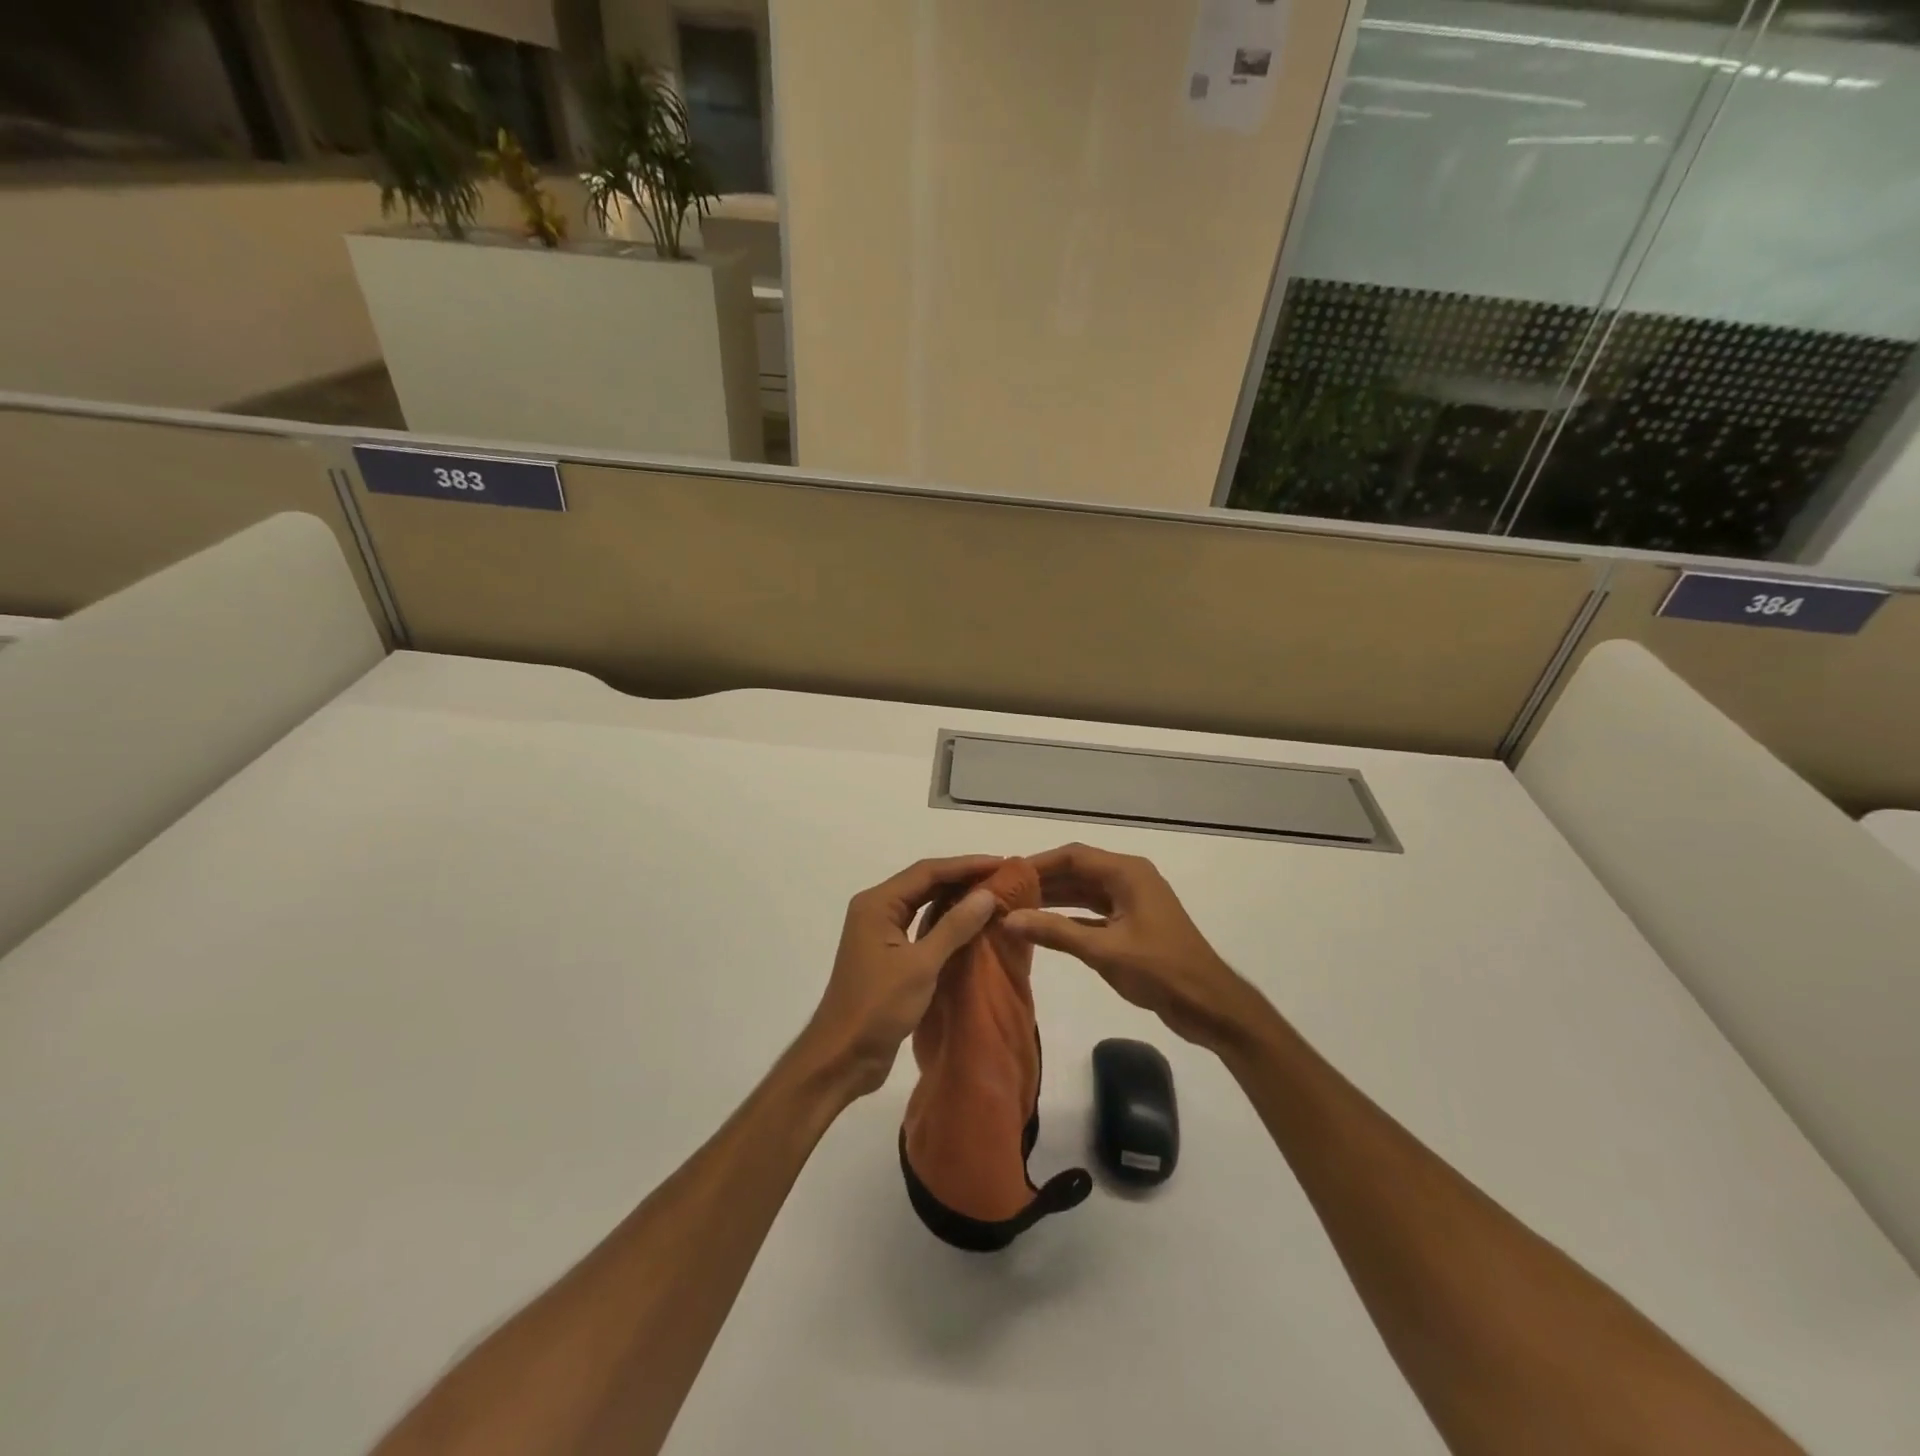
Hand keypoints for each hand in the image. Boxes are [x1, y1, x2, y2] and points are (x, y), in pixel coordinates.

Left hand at [798, 856, 1002, 1098]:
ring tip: (991, 896)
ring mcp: (880, 934)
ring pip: (922, 904)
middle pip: (924, 883)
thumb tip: (986, 894)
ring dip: (954, 899)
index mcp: (877, 904)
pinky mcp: (888, 956)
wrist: (842, 1057)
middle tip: (1001, 878)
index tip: (1001, 863)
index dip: (965, 865)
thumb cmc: (878, 1007)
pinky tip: (970, 926)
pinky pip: (921, 927)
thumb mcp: (921, 965)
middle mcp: (876, 911)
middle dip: (961, 878)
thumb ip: (954, 927)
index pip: (927, 872)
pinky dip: (945, 923)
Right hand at [1003, 843, 1267, 1051]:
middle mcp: (1129, 879)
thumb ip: (1056, 932)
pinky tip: (1043, 927)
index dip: (1038, 863)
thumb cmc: (1161, 971)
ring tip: (1016, 908)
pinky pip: (1093, 912)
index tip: (1005, 875)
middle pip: (1078, 871)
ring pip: (1085, 892)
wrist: (1210, 1006)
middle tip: (1004, 893)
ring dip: (1054, 899)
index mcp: (1127, 873)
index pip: (1074, 856)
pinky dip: (1069, 917)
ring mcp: (1132, 902)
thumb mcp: (1104, 951)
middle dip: (1043, 880)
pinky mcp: (1132, 924)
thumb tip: (1008, 919)